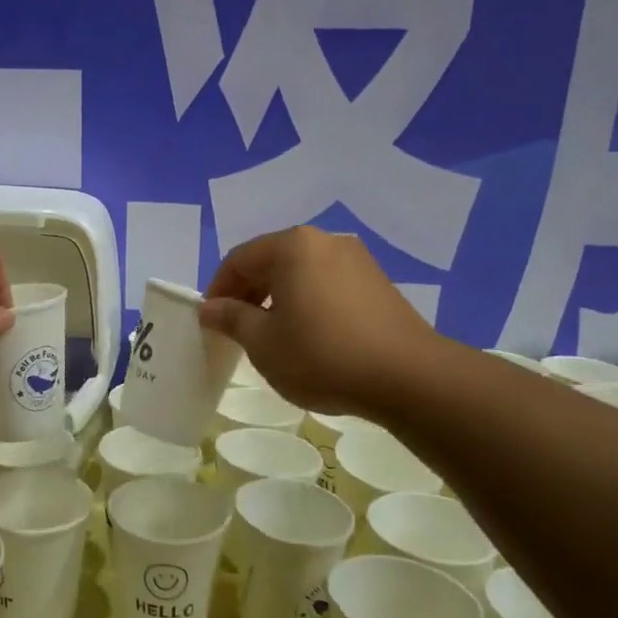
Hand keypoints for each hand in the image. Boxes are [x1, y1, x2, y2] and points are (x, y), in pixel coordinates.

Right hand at [198, 226, 437, 416]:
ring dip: (278, 298)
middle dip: (248, 293)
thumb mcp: (263, 342)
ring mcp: (356, 259)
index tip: (211, 322)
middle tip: (238, 330)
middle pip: (271, 261)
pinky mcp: (378, 282)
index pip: (239, 259)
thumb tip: (209, 308)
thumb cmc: (322, 355)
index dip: (218, 290)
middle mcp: (324, 241)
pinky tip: (311, 336)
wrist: (407, 376)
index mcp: (292, 246)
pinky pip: (327, 283)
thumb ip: (232, 318)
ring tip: (274, 336)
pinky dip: (308, 302)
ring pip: (301, 272)